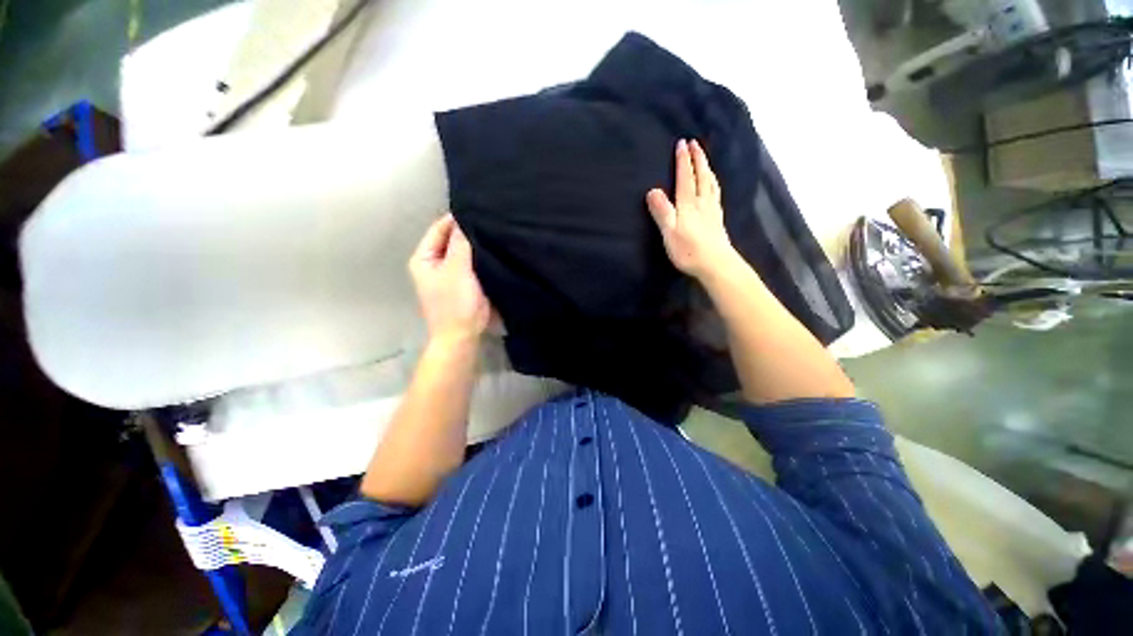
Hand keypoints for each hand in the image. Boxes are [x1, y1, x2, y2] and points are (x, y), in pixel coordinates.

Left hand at [409, 214, 492, 345]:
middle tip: (489, 222)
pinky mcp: (462, 284)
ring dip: (475, 246)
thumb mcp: (457, 269)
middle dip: (468, 233)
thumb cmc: (455, 303)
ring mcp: (448, 274)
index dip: (457, 219)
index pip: (439, 229)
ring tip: (493, 234)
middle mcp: (433, 263)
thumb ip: (461, 243)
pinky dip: (480, 259)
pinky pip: (471, 264)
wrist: (462, 336)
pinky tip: (493, 252)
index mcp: (423, 258)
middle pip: (451, 240)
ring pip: (463, 253)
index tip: (479, 210)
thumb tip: (465, 219)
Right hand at [646, 139, 739, 279]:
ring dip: (707, 169)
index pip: (685, 178)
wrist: (716, 264)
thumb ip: (662, 211)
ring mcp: (712, 210)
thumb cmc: (689, 250)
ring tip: (705, 160)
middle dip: (697, 159)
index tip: (682, 143)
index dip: (683, 160)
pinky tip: (713, 187)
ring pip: (711, 183)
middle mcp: (703, 203)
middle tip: (695, 143)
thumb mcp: (669, 232)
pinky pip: (716, 194)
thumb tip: (652, 190)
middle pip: (701, 176)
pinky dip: (714, 184)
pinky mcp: (717, 219)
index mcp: (689, 204)